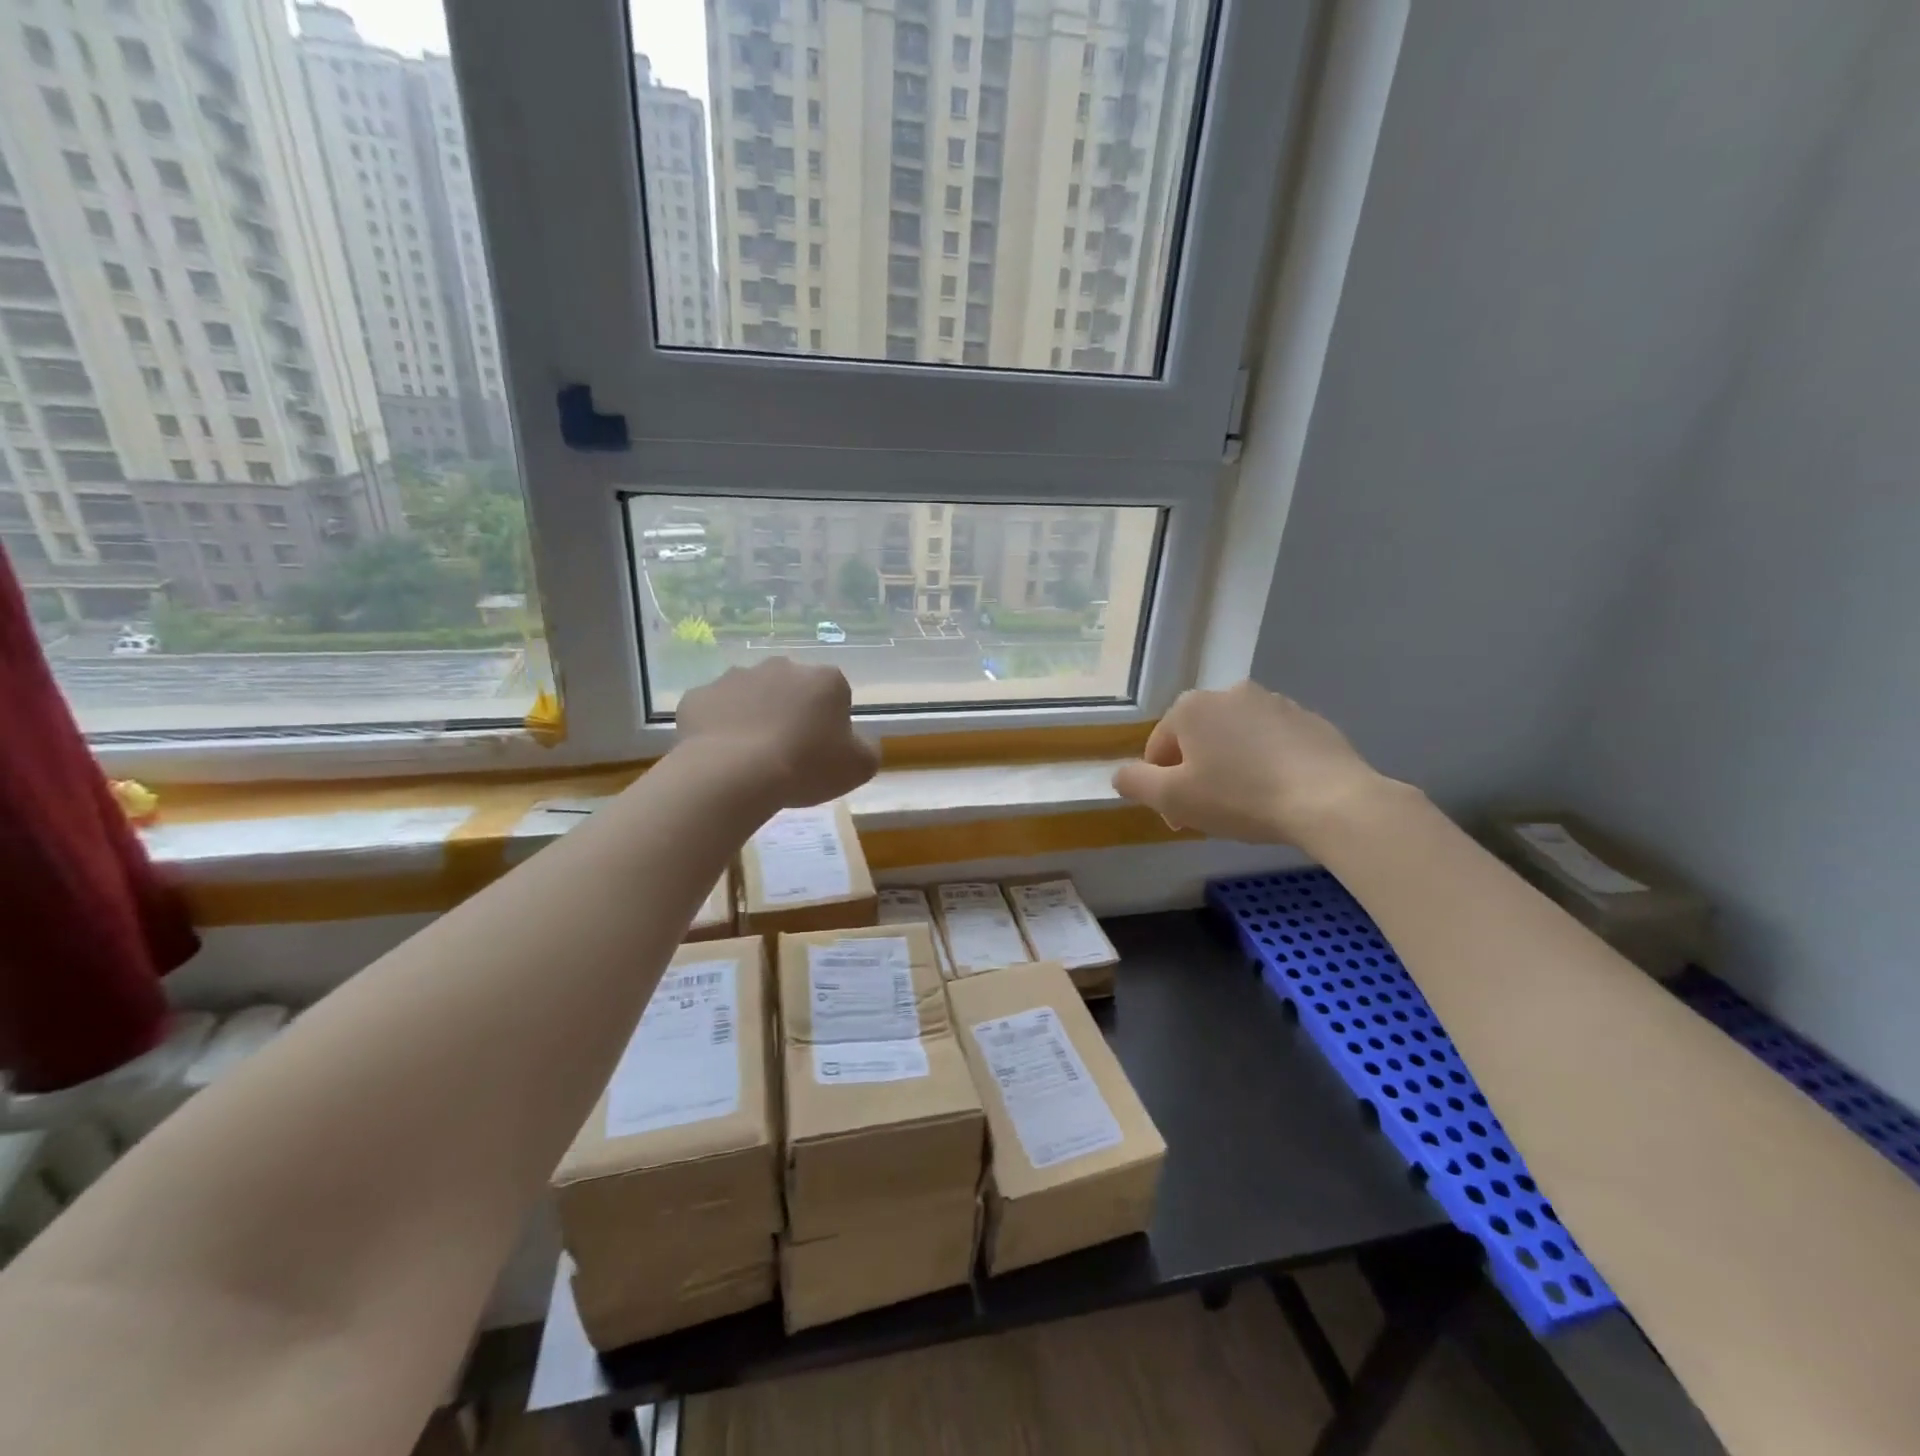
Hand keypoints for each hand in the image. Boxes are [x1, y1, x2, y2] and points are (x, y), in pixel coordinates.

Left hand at [675, 658, 879, 808]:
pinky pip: (714, 711)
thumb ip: (866, 749)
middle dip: (790, 713)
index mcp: (825, 679)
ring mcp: (735, 677)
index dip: (831, 725)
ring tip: (750, 757)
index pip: (836, 695)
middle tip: (787, 754)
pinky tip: (721, 756)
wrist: (733, 774)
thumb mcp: (859, 768)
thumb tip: (857, 743)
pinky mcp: (699, 695)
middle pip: (792, 690)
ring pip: (750, 696)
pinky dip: (718, 728)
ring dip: (753, 717)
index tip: (822, 752)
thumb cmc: (806, 767)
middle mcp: (781, 667)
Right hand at [1113, 682, 1392, 844]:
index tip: (1180, 819)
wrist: (1330, 800)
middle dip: (1197, 774)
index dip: (1161, 787)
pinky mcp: (1310, 720)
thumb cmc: (1240, 797)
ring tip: (1248, 805)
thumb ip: (1135, 783)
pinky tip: (1280, 794)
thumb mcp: (1173, 798)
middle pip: (1197, 740)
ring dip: (1231, 767)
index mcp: (1191, 707)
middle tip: (1211, 813)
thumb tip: (1120, 775)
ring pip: (1235, 740)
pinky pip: (1273, 744)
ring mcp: (1274, 703)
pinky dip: (1267, 764)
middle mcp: (1229, 693)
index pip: (1159, 748)